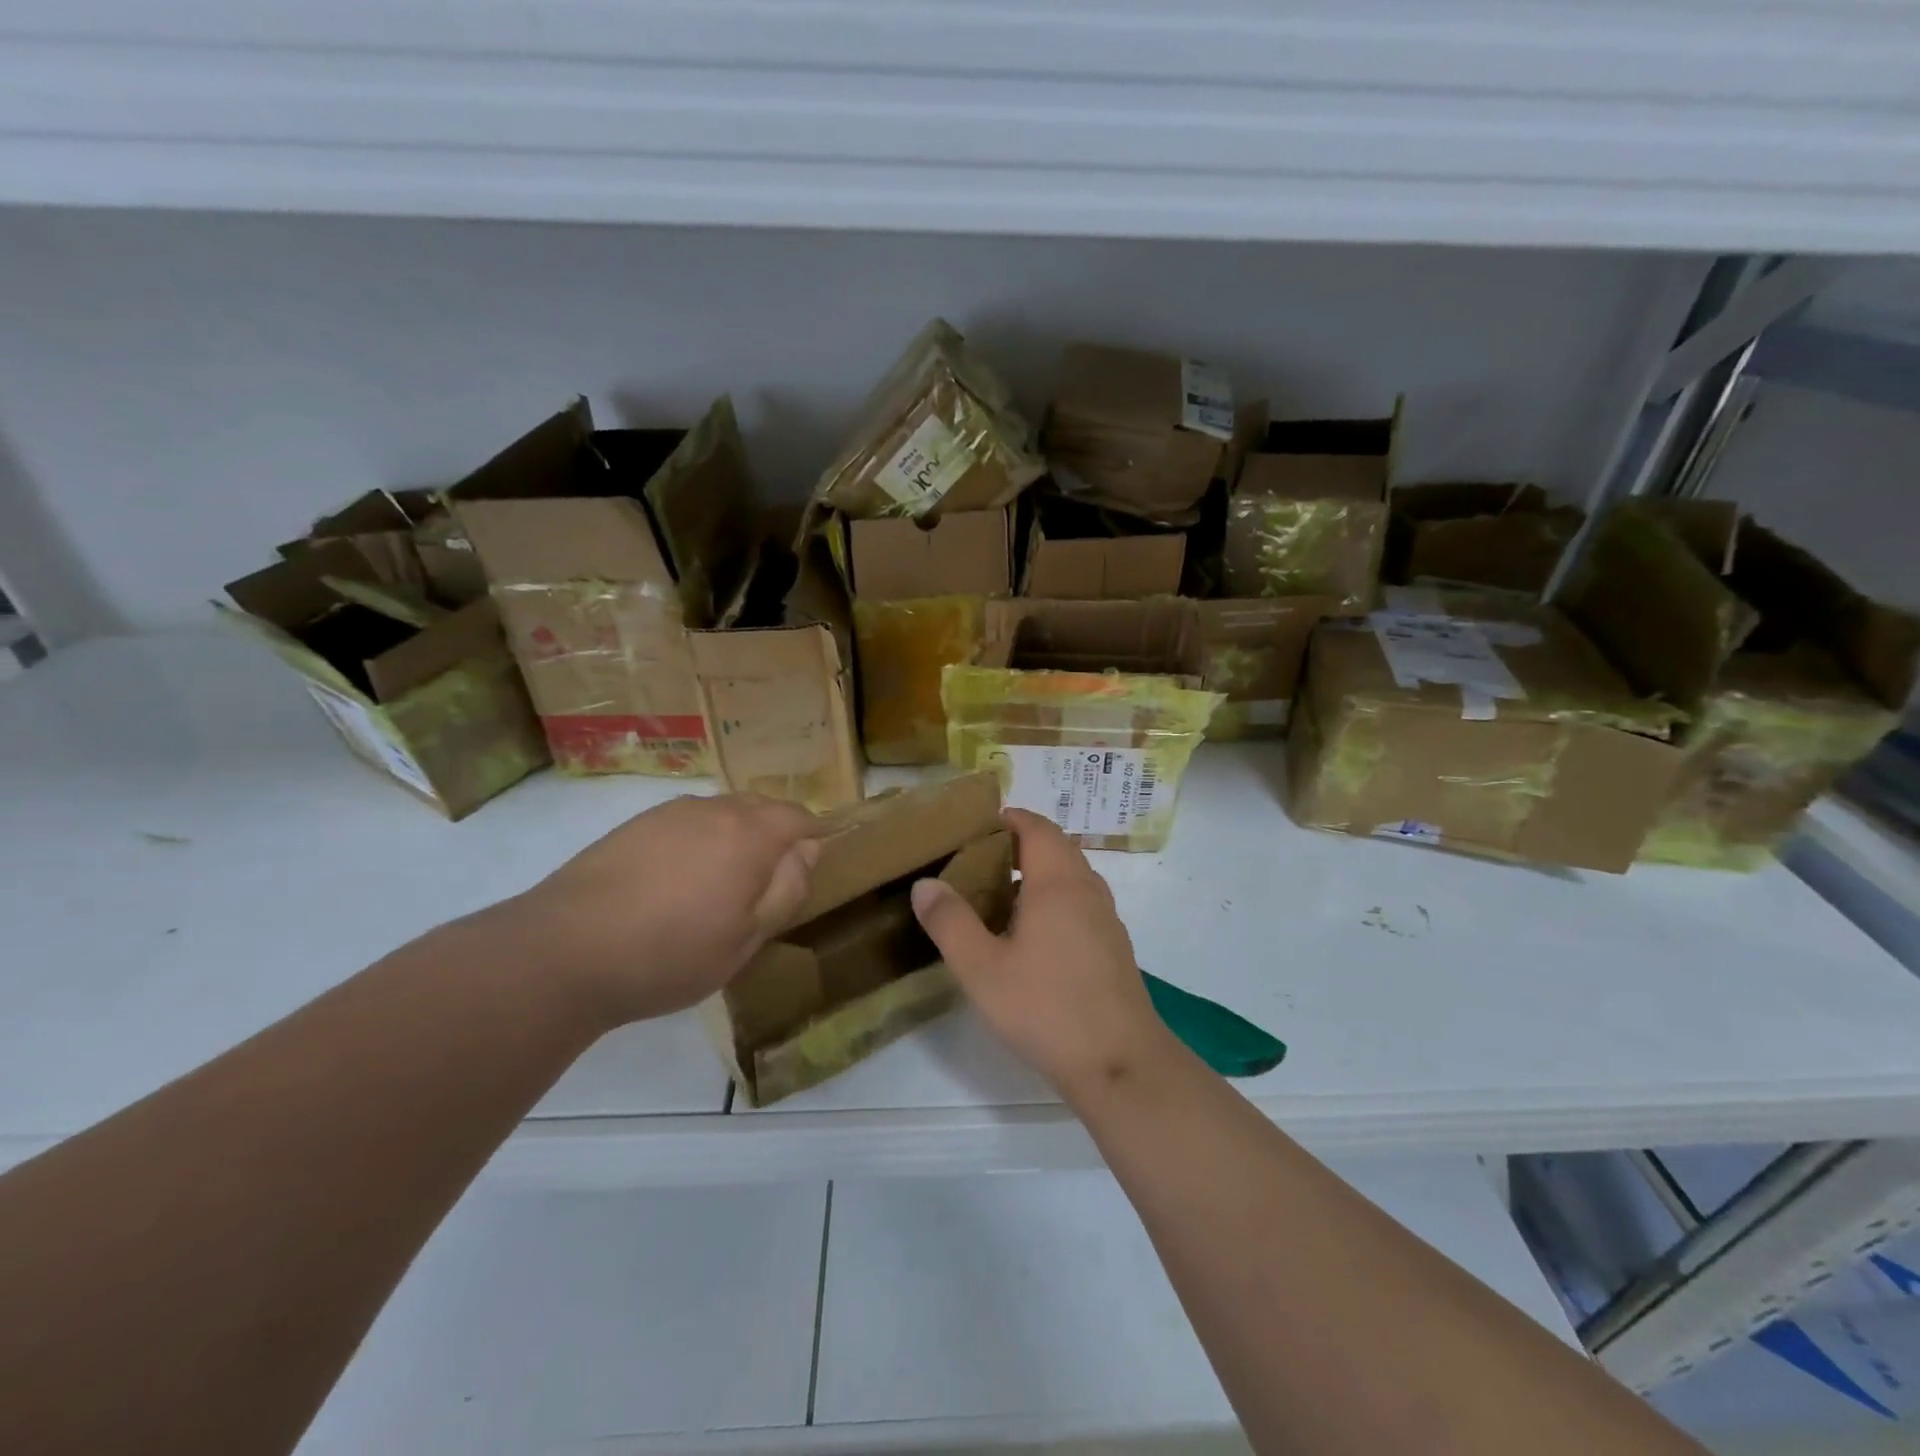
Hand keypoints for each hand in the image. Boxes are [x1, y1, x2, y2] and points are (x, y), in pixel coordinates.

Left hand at [492, 792, 822, 1025]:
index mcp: (750, 834)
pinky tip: (675, 883)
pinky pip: (685, 823)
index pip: (799, 817)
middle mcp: (714, 810)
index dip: (812, 839)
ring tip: (718, 886)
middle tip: (765, 885)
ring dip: (733, 838)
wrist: (563, 951)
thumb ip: (787, 890)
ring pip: (721, 814)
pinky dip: (696, 843)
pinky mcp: (634, 826)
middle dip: (774, 836)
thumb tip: (807, 851)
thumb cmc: (671, 953)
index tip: (806, 872)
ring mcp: (669, 813)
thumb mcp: (747, 938)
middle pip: (761, 809)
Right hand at [909, 808, 1175, 1101]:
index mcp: (1057, 883)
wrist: (1120, 1064)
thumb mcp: (982, 968)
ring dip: (1038, 875)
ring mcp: (1106, 918)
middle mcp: (1087, 890)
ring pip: (1071, 877)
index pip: (1037, 827)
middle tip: (978, 862)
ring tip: (998, 898)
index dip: (1010, 819)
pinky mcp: (1114, 947)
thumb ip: (950, 922)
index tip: (977, 827)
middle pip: (1056, 848)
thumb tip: (925, 883)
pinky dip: (1054, 901)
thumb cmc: (1046, 1008)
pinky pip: (1081, 904)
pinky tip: (1031, 937)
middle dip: (1019, 845)